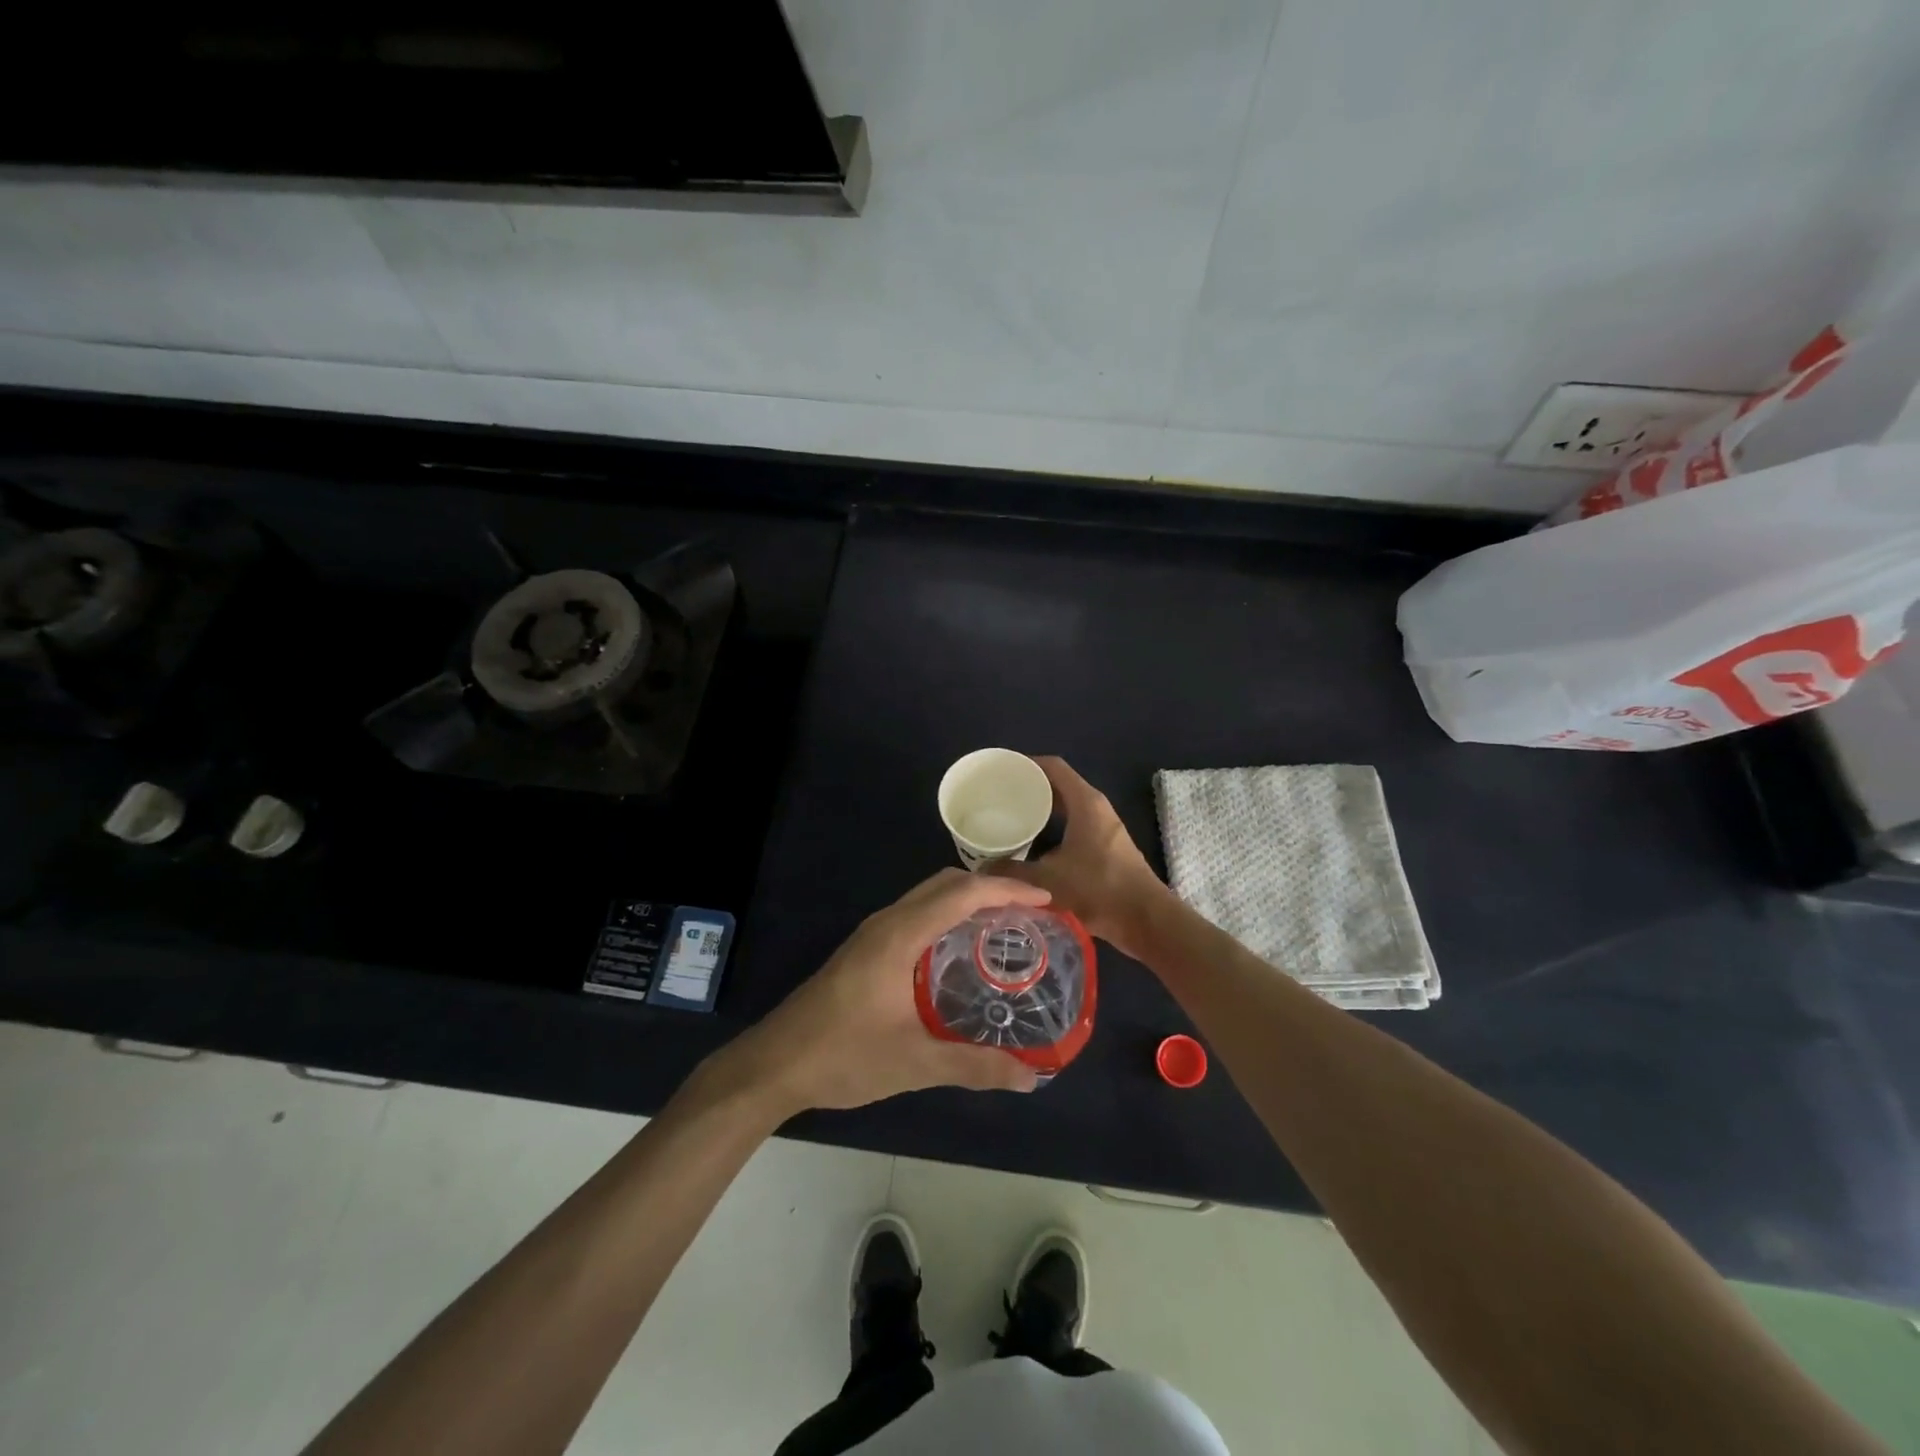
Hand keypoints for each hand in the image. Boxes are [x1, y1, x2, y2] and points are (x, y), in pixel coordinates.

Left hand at [714, 869, 1048, 1115]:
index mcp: (901, 935)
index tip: (1045, 899)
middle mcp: (888, 922)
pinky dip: (947, 916)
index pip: (961, 893)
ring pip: (928, 897)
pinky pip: (916, 914)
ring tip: (1004, 926)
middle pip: (945, 884)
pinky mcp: (865, 949)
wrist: (774, 1064)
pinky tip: (961, 951)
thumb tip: (1031, 1078)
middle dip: (990, 887)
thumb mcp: (914, 1063)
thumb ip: (974, 1067)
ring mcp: (873, 934)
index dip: (1006, 889)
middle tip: (1030, 912)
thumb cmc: (843, 1056)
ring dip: (967, 900)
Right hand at [991, 756, 1169, 959]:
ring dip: (1040, 811)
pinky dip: (1051, 829)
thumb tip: (982, 870)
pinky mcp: (1106, 848)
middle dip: (1029, 788)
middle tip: (997, 797)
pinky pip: (1072, 826)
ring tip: (1008, 819)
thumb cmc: (1099, 890)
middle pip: (1058, 786)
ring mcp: (1103, 828)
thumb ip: (1012, 872)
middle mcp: (1096, 808)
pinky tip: (1031, 846)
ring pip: (1066, 808)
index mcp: (1085, 802)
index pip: (1053, 767)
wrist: (1145, 920)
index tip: (999, 770)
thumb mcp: (1047, 881)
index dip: (1026, 764)